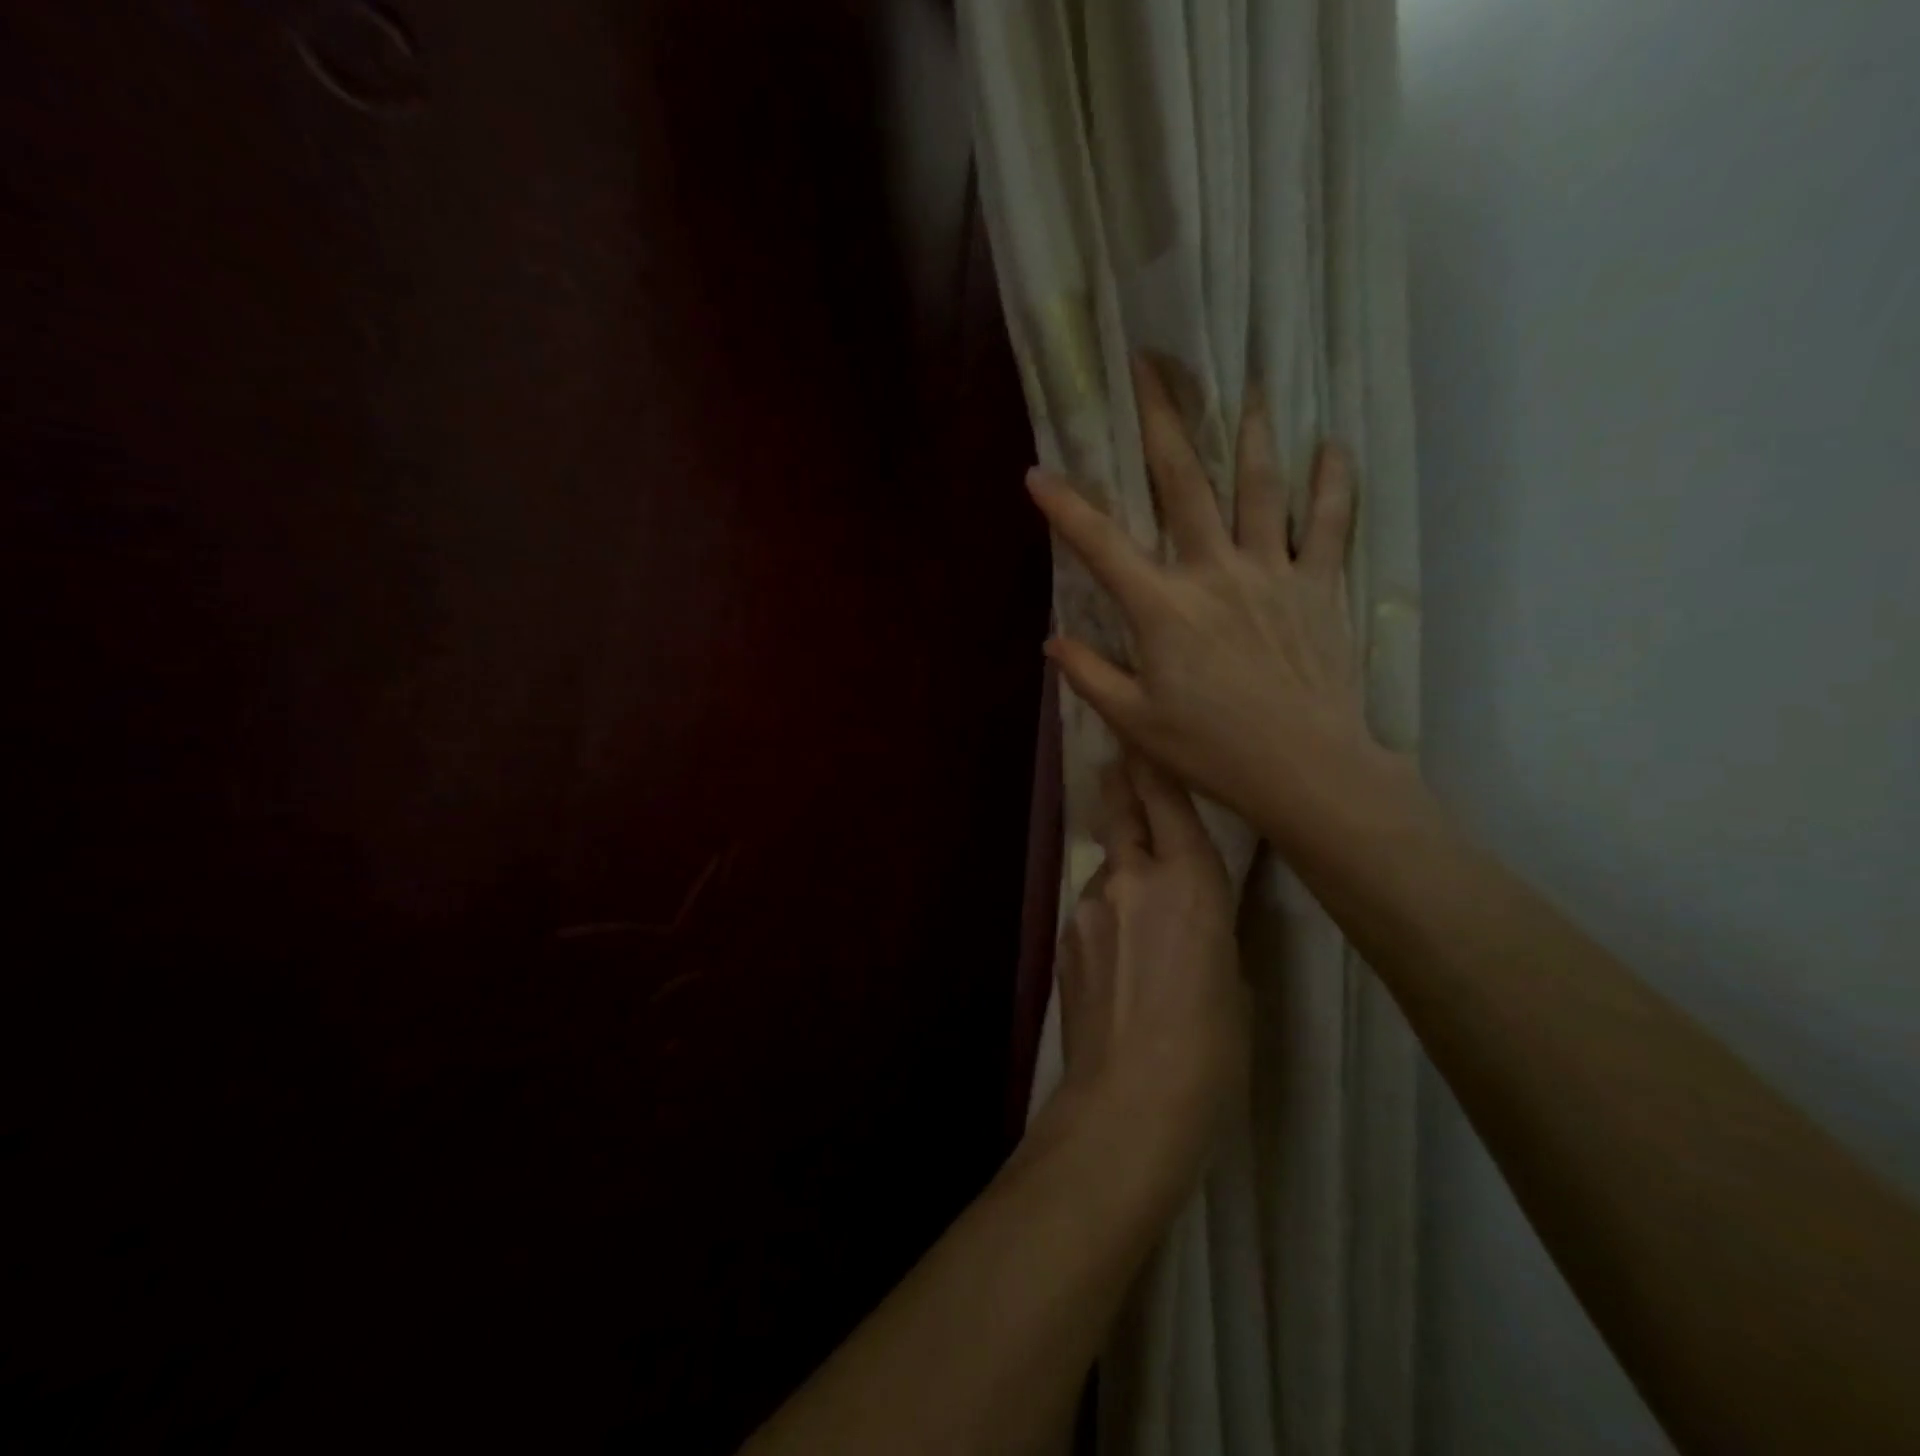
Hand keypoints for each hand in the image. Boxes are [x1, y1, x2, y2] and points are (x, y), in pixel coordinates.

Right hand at [1026, 357, 1382, 845]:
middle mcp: (1214, 572)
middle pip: (1183, 484)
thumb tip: (1054, 641)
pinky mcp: (1318, 585)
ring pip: (1258, 486)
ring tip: (1247, 386)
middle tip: (1151, 366)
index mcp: (1162, 608)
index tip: (1036, 474)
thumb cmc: (1211, 749)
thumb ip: (1090, 675)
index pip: (1101, 545)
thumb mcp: (1135, 721)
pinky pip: (1328, 522)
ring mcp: (1271, 572)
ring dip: (1249, 433)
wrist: (1305, 768)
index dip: (1064, 508)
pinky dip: (1330, 482)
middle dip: (1161, 421)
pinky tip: (1333, 446)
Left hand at [1055, 753, 1248, 1190]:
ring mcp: (1090, 904)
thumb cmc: (1212, 1046)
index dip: (1154, 764)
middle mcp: (1133, 877)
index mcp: (1191, 881)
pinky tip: (1118, 953)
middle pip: (1123, 812)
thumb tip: (1191, 911)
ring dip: (1120, 866)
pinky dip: (1106, 911)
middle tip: (1120, 768)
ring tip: (1137, 905)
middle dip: (1123, 787)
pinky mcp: (1065, 935)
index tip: (1143, 737)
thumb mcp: (1233, 975)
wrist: (1130, 1096)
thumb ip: (1210, 925)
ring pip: (1106, 865)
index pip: (1167, 800)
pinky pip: (1091, 906)